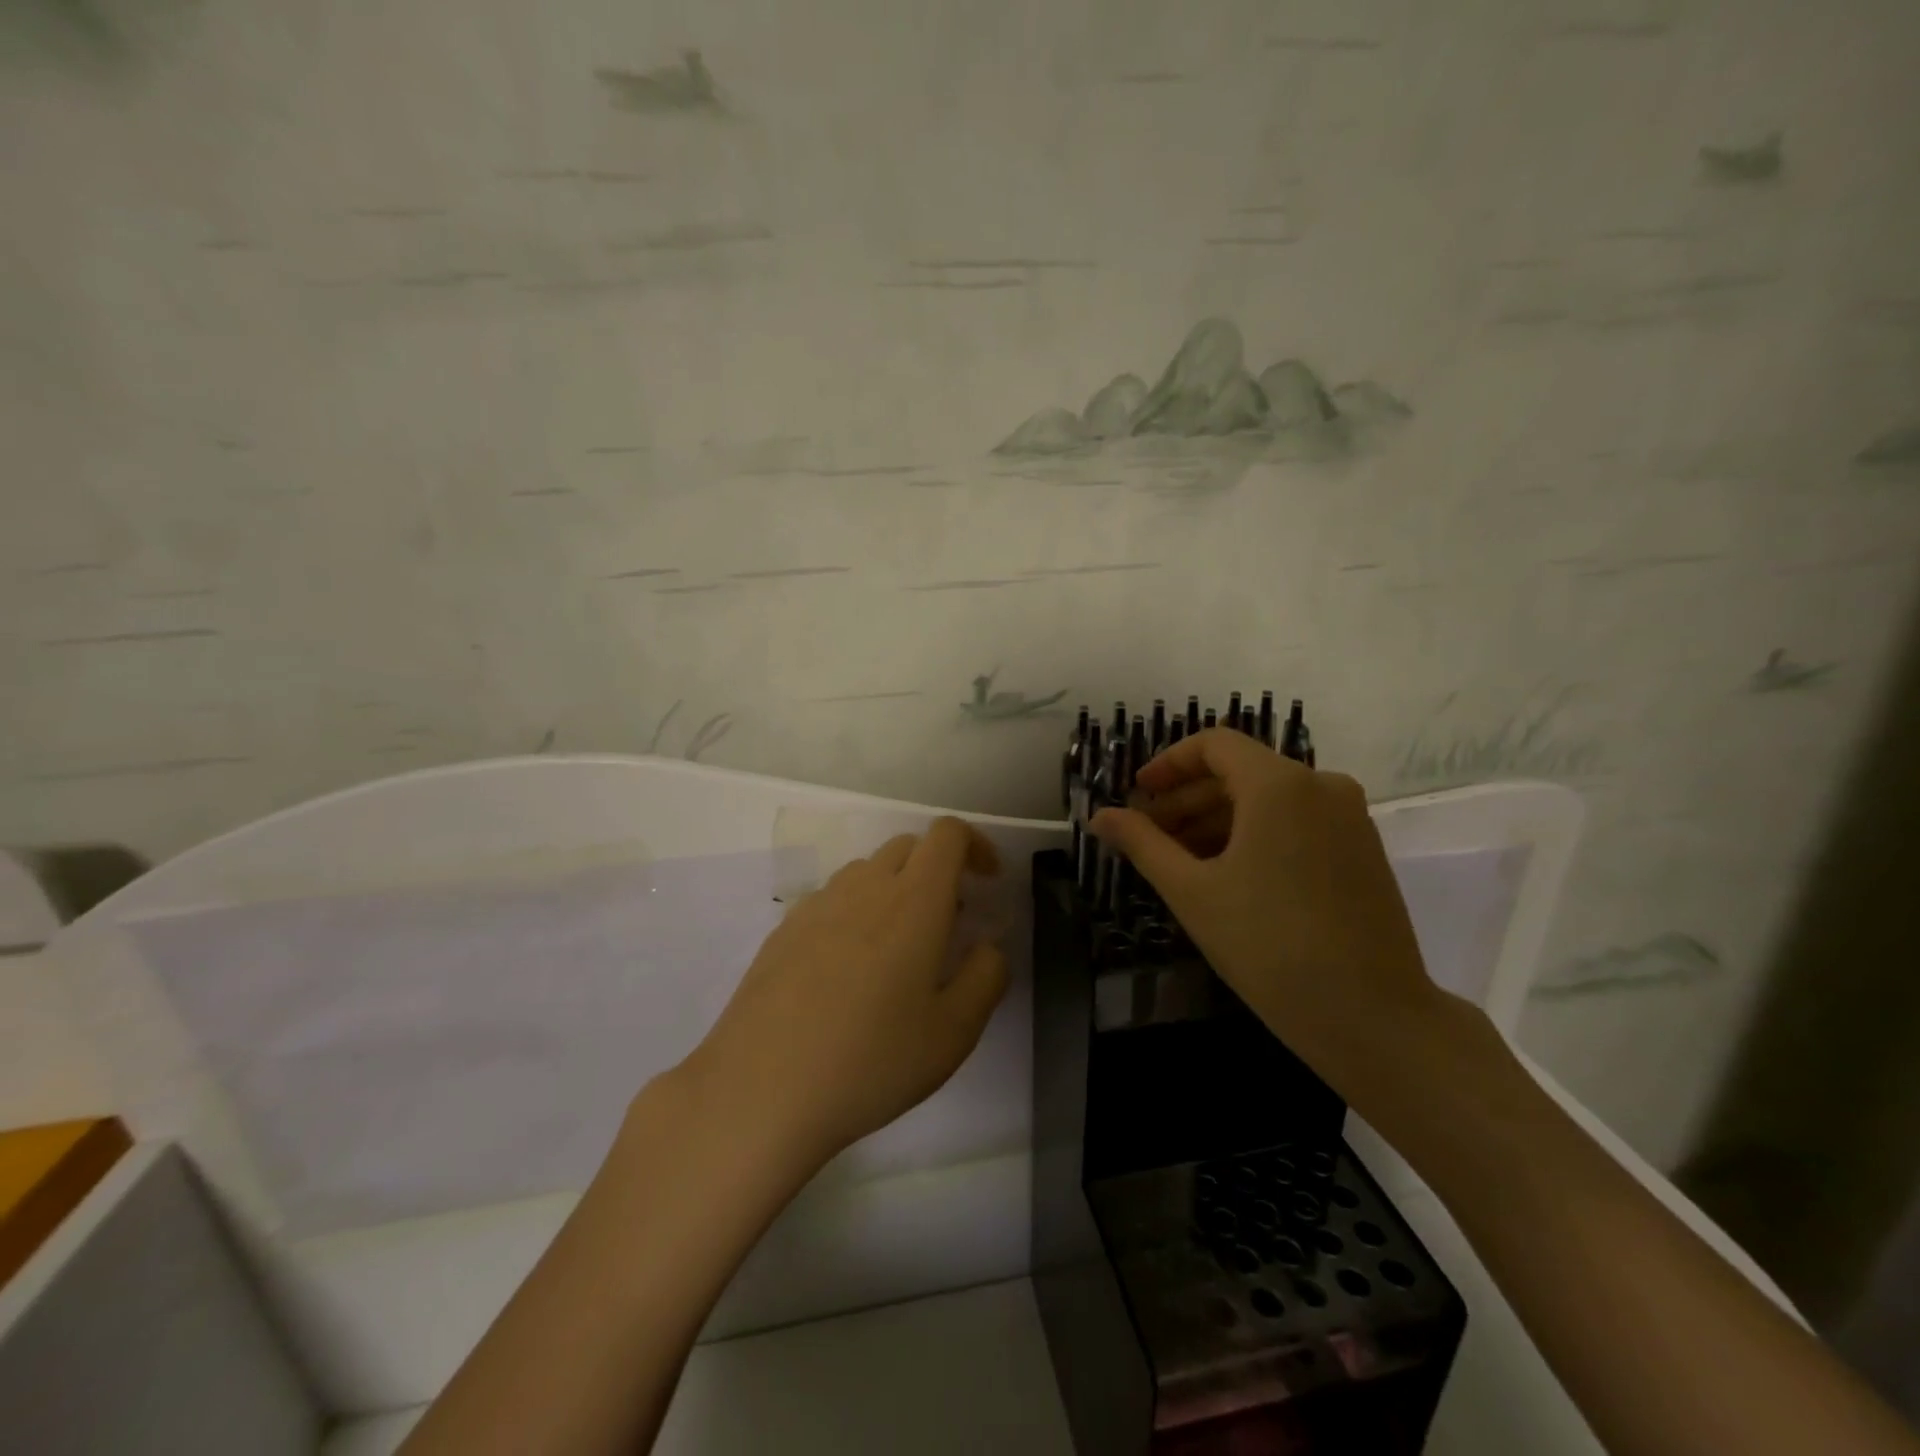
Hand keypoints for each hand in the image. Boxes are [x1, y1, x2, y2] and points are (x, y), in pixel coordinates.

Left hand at [680, 817, 1009, 1171]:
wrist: (759, 1090)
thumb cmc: (870, 1061)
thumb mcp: (954, 1033)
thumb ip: (986, 977)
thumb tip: (986, 947)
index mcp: (913, 901)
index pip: (947, 834)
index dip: (975, 845)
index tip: (987, 882)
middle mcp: (864, 887)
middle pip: (908, 846)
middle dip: (938, 869)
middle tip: (948, 922)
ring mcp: (817, 905)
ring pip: (867, 872)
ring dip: (895, 890)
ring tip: (897, 951)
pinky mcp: (784, 929)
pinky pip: (832, 900)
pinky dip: (856, 913)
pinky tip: (847, 973)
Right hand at [1090, 729, 1451, 1104]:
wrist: (1374, 1018)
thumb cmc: (1270, 947)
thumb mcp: (1192, 892)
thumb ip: (1142, 843)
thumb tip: (1099, 816)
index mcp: (1280, 785)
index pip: (1213, 744)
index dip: (1167, 764)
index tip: (1136, 796)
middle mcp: (1322, 785)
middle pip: (1239, 772)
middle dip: (1186, 799)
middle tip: (1148, 837)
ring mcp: (1349, 818)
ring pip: (1268, 799)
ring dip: (1217, 820)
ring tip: (1180, 862)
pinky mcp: (1363, 850)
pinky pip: (1296, 822)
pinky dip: (1255, 835)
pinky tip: (1228, 876)